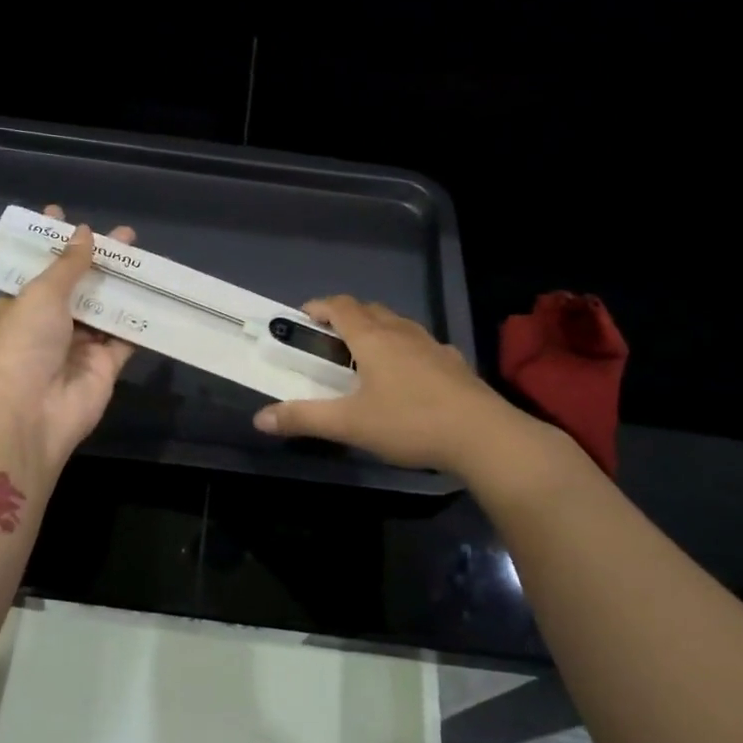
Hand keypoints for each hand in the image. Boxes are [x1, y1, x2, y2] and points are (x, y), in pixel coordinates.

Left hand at [0, 205, 135, 470]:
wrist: (30, 414)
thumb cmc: (23, 345)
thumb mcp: (40, 294)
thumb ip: (68, 264)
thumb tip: (84, 232)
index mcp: (20, 304)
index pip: (36, 266)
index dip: (50, 241)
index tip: (62, 214)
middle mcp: (48, 322)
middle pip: (77, 284)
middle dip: (97, 259)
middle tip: (125, 235)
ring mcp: (78, 345)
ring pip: (105, 308)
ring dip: (122, 284)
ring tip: (144, 257)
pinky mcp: (105, 366)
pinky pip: (126, 337)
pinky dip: (140, 319)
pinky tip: (159, 294)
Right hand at [252, 295, 518, 473]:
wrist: (483, 436)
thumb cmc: (409, 423)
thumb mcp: (349, 424)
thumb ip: (304, 418)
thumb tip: (259, 418)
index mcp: (373, 339)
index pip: (341, 306)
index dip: (319, 306)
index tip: (303, 317)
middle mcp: (402, 333)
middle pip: (369, 310)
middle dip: (346, 316)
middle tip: (329, 339)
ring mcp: (432, 345)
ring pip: (398, 324)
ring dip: (377, 329)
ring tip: (365, 355)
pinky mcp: (454, 363)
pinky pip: (422, 344)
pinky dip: (405, 349)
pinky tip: (408, 375)